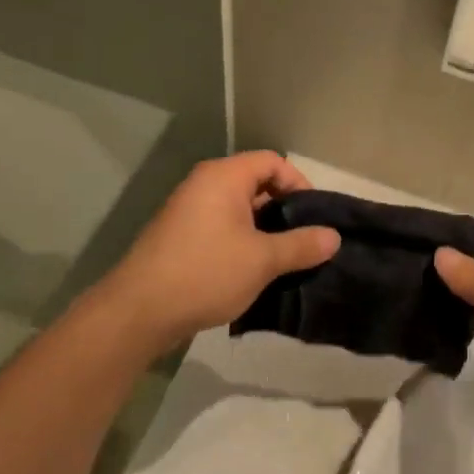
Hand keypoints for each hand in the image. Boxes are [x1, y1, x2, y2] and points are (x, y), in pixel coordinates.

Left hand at [100, 152, 339, 353]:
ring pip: (239, 211)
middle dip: (285, 211)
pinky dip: (243, 243)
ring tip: (287, 260)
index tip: (315, 217)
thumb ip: (302, 245)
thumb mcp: (263, 260)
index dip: (299, 184)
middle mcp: (204, 186)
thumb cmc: (206, 273)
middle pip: (256, 184)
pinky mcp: (181, 238)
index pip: (272, 162)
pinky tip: (256, 272)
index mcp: (223, 177)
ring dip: (265, 231)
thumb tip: (333, 237)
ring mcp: (189, 212)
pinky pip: (222, 229)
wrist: (140, 312)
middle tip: (306, 241)